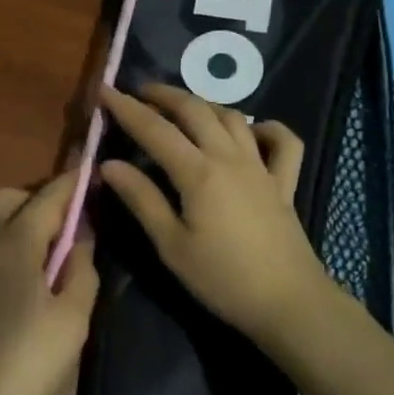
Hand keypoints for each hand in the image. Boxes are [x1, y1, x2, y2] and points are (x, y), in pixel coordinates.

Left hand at [0, 167, 98, 394]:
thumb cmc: (28, 364)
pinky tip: (16, 282)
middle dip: (38, 200)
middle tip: (65, 228)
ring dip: (17, 222)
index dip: (72, 183)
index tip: (90, 171)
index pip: (48, 198)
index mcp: (14, 245)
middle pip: (8, 198)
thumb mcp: (73, 319)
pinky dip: (0, 245)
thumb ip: (82, 269)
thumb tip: (80, 236)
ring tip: (44, 257)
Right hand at [98, 84, 333, 348]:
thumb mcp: (171, 245)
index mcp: (198, 172)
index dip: (127, 108)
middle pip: (195, 110)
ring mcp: (261, 166)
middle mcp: (230, 157)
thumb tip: (109, 164)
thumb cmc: (222, 279)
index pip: (154, 129)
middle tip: (139, 92)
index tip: (105, 91)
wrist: (288, 302)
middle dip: (164, 95)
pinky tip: (253, 131)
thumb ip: (141, 199)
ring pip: (233, 117)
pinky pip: (283, 142)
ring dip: (205, 104)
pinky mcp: (284, 182)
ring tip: (183, 108)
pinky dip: (267, 128)